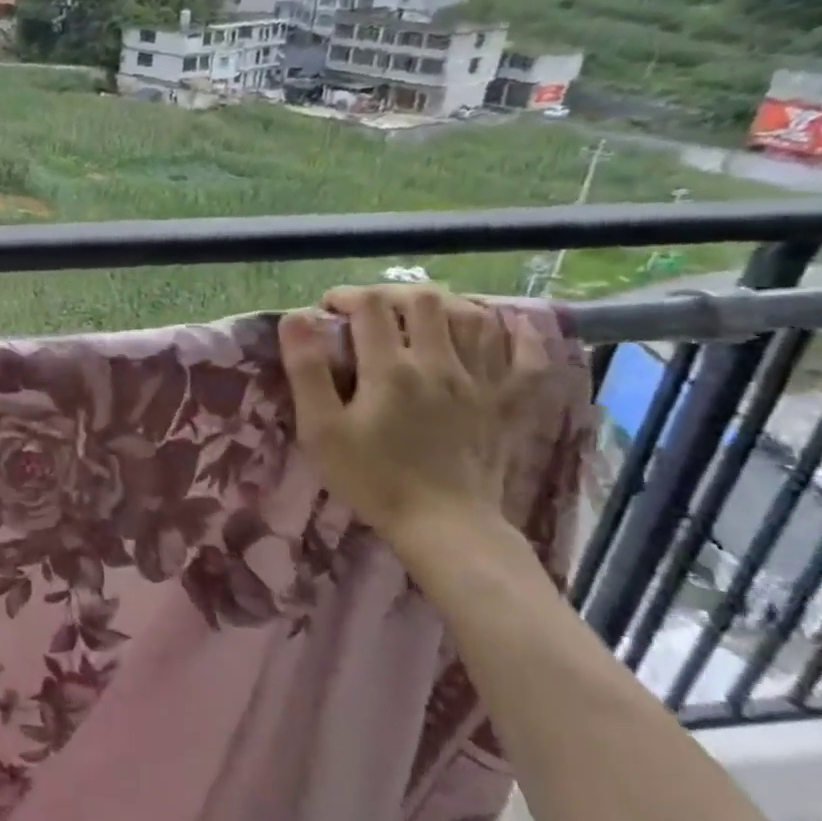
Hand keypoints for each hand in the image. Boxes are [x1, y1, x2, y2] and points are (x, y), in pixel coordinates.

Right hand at [278, 284, 545, 553]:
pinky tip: (500, 324)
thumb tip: (295, 317)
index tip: (329, 308)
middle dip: (392, 294)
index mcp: (391, 369)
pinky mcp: (509, 402)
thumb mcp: (321, 430)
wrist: (443, 526)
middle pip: (424, 300)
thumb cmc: (372, 479)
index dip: (347, 296)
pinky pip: (526, 354)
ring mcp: (481, 381)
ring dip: (443, 304)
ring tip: (421, 314)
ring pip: (473, 316)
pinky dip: (515, 332)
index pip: (370, 306)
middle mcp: (440, 363)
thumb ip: (306, 371)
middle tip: (371, 309)